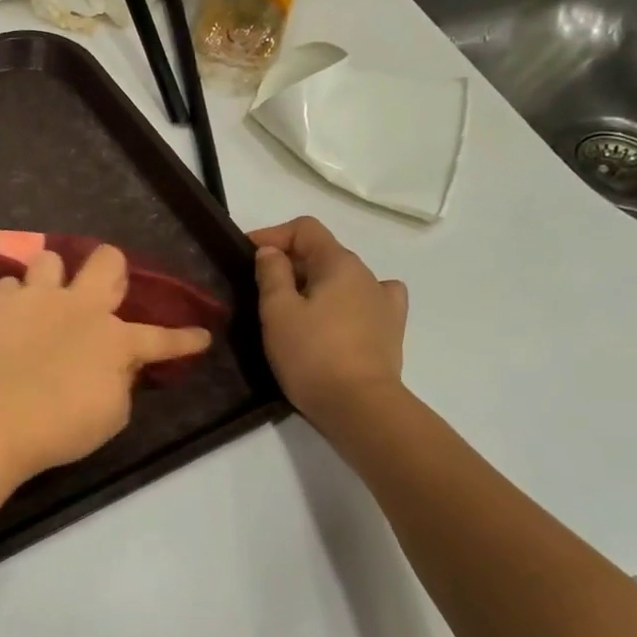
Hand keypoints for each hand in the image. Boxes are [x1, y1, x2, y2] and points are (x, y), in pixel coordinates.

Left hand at [0, 246, 213, 479]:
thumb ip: (121, 383)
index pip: (160, 338)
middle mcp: (80, 307)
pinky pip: (8, 285)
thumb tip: (119, 366)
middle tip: (103, 292)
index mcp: (115, 340)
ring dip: (52, 278)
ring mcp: (36, 298)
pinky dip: (11, 300)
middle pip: (107, 260)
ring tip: (44, 299)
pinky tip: (8, 318)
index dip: (185, 339)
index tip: (201, 336)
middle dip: (112, 269)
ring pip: (50, 259)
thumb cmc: (60, 428)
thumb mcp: (110, 416)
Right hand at [251, 218, 408, 423]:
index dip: (272, 235)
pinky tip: (338, 316)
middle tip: (260, 289)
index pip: (305, 229)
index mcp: (339, 263)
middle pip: (323, 252)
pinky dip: (348, 301)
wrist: (359, 407)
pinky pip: (368, 301)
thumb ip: (272, 274)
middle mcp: (367, 274)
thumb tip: (271, 252)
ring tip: (294, 309)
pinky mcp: (390, 331)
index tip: (245, 255)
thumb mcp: (278, 311)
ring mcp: (383, 303)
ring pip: (342, 278)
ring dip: (316, 283)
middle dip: (290, 262)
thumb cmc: (311, 355)